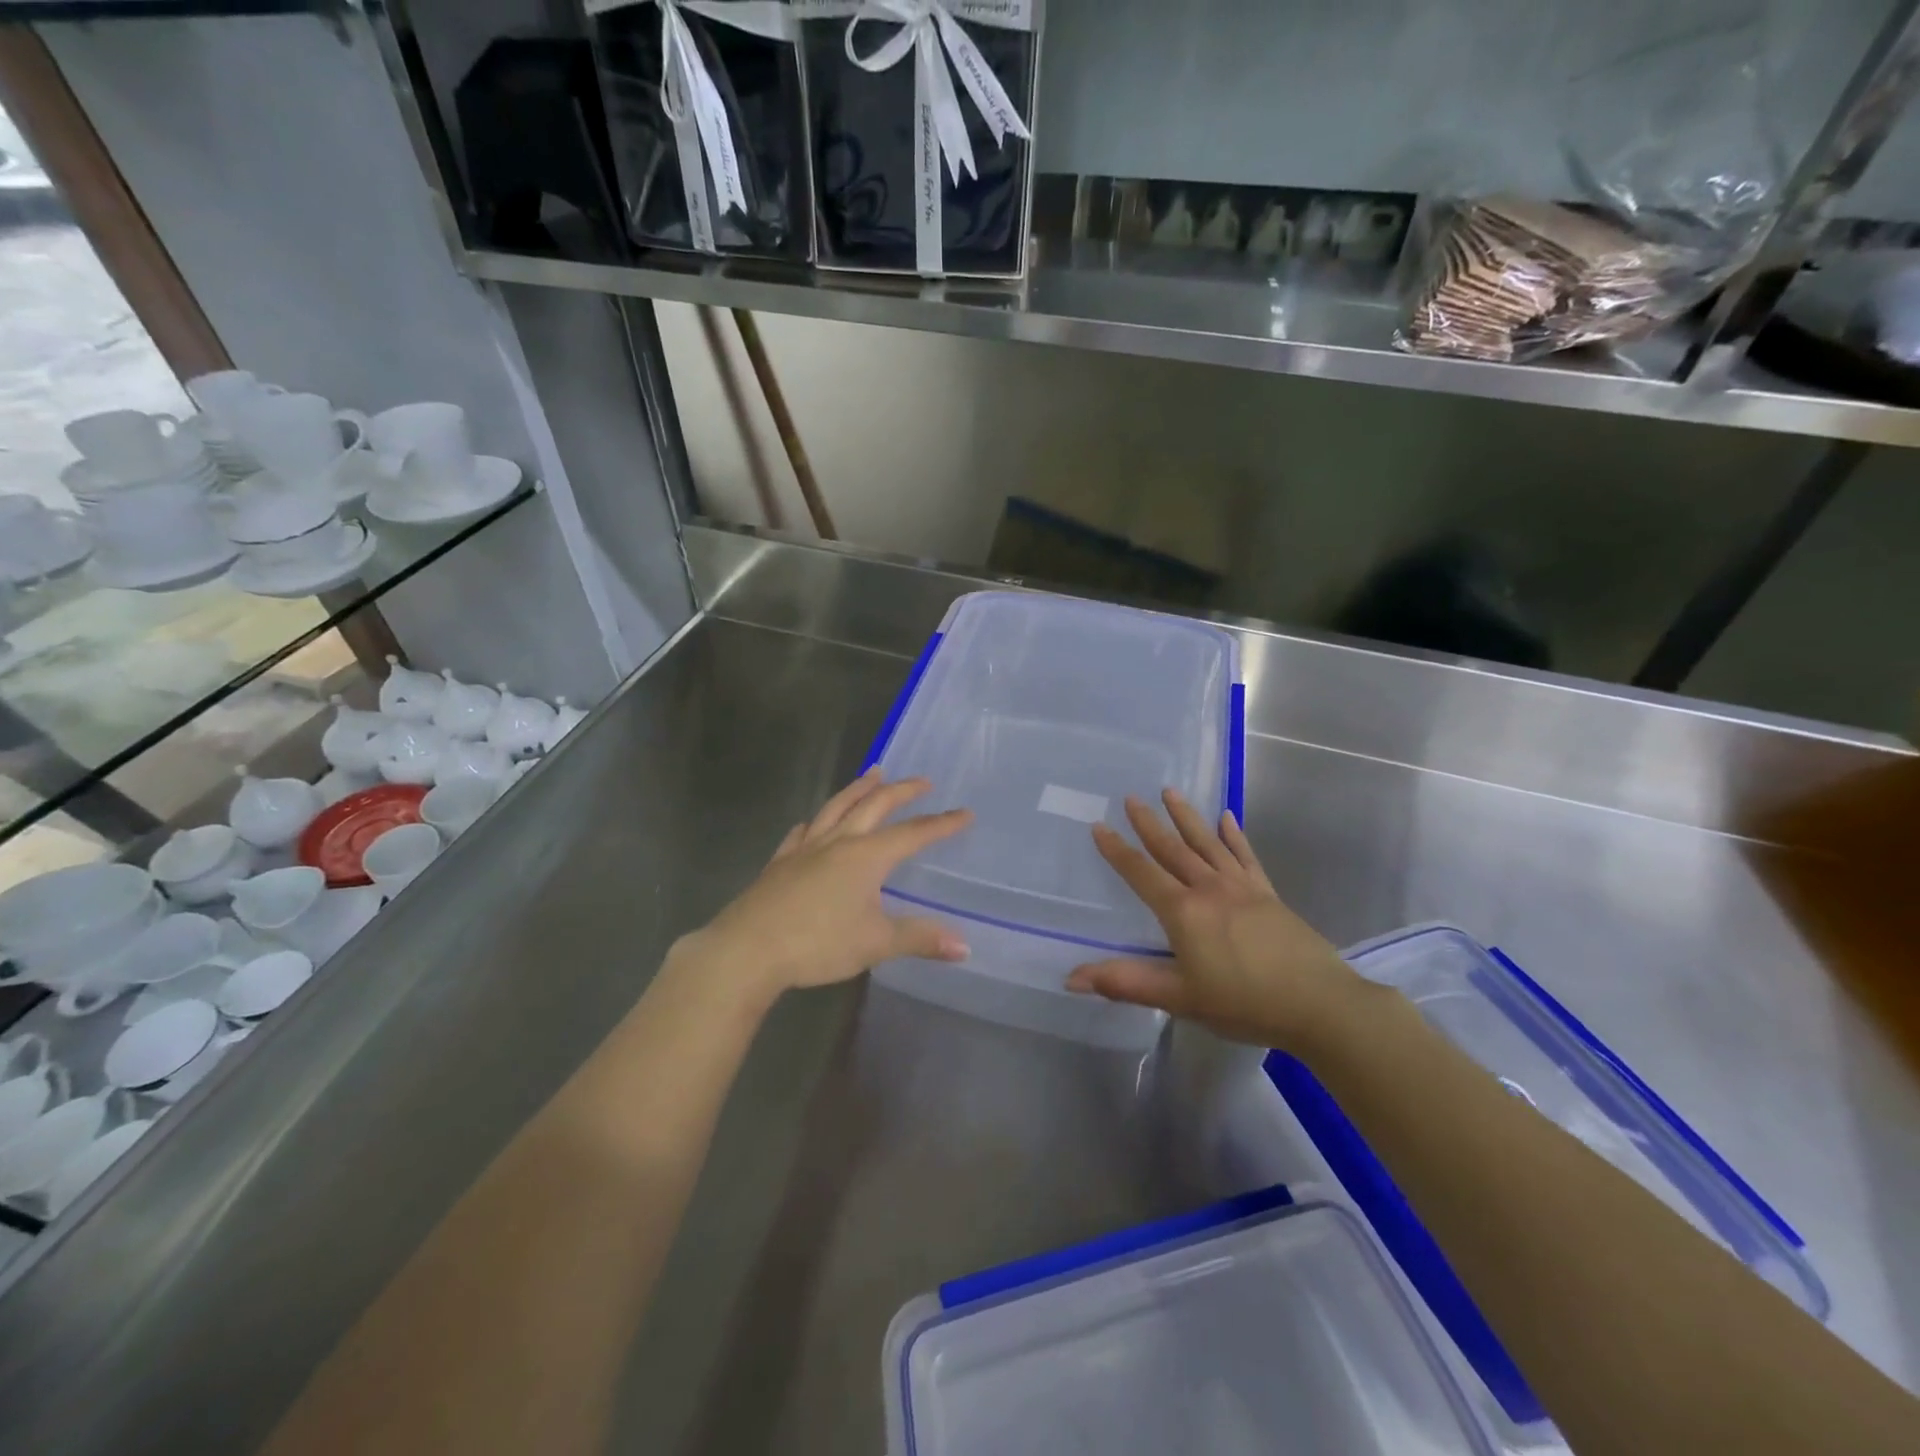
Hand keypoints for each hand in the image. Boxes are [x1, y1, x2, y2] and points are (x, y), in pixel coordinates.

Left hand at [677, 769, 971, 1001]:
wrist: (748, 949)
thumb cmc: (818, 943)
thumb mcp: (876, 944)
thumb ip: (920, 939)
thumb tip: (964, 947)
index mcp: (867, 856)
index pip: (913, 833)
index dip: (941, 824)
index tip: (965, 813)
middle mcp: (839, 842)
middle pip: (874, 806)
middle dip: (901, 791)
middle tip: (922, 781)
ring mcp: (806, 848)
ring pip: (837, 807)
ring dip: (858, 789)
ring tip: (873, 774)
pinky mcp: (780, 862)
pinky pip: (803, 831)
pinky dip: (816, 821)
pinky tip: (813, 822)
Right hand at [1066, 790, 1365, 1052]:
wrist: (1319, 1004)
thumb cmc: (1243, 1003)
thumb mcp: (1179, 998)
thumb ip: (1126, 983)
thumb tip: (1072, 977)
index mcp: (1183, 912)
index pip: (1141, 873)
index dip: (1117, 850)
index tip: (1099, 825)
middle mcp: (1209, 889)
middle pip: (1173, 849)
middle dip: (1149, 823)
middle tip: (1131, 797)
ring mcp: (1242, 888)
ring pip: (1207, 843)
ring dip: (1186, 817)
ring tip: (1170, 792)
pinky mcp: (1268, 895)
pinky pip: (1246, 857)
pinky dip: (1235, 836)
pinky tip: (1227, 817)